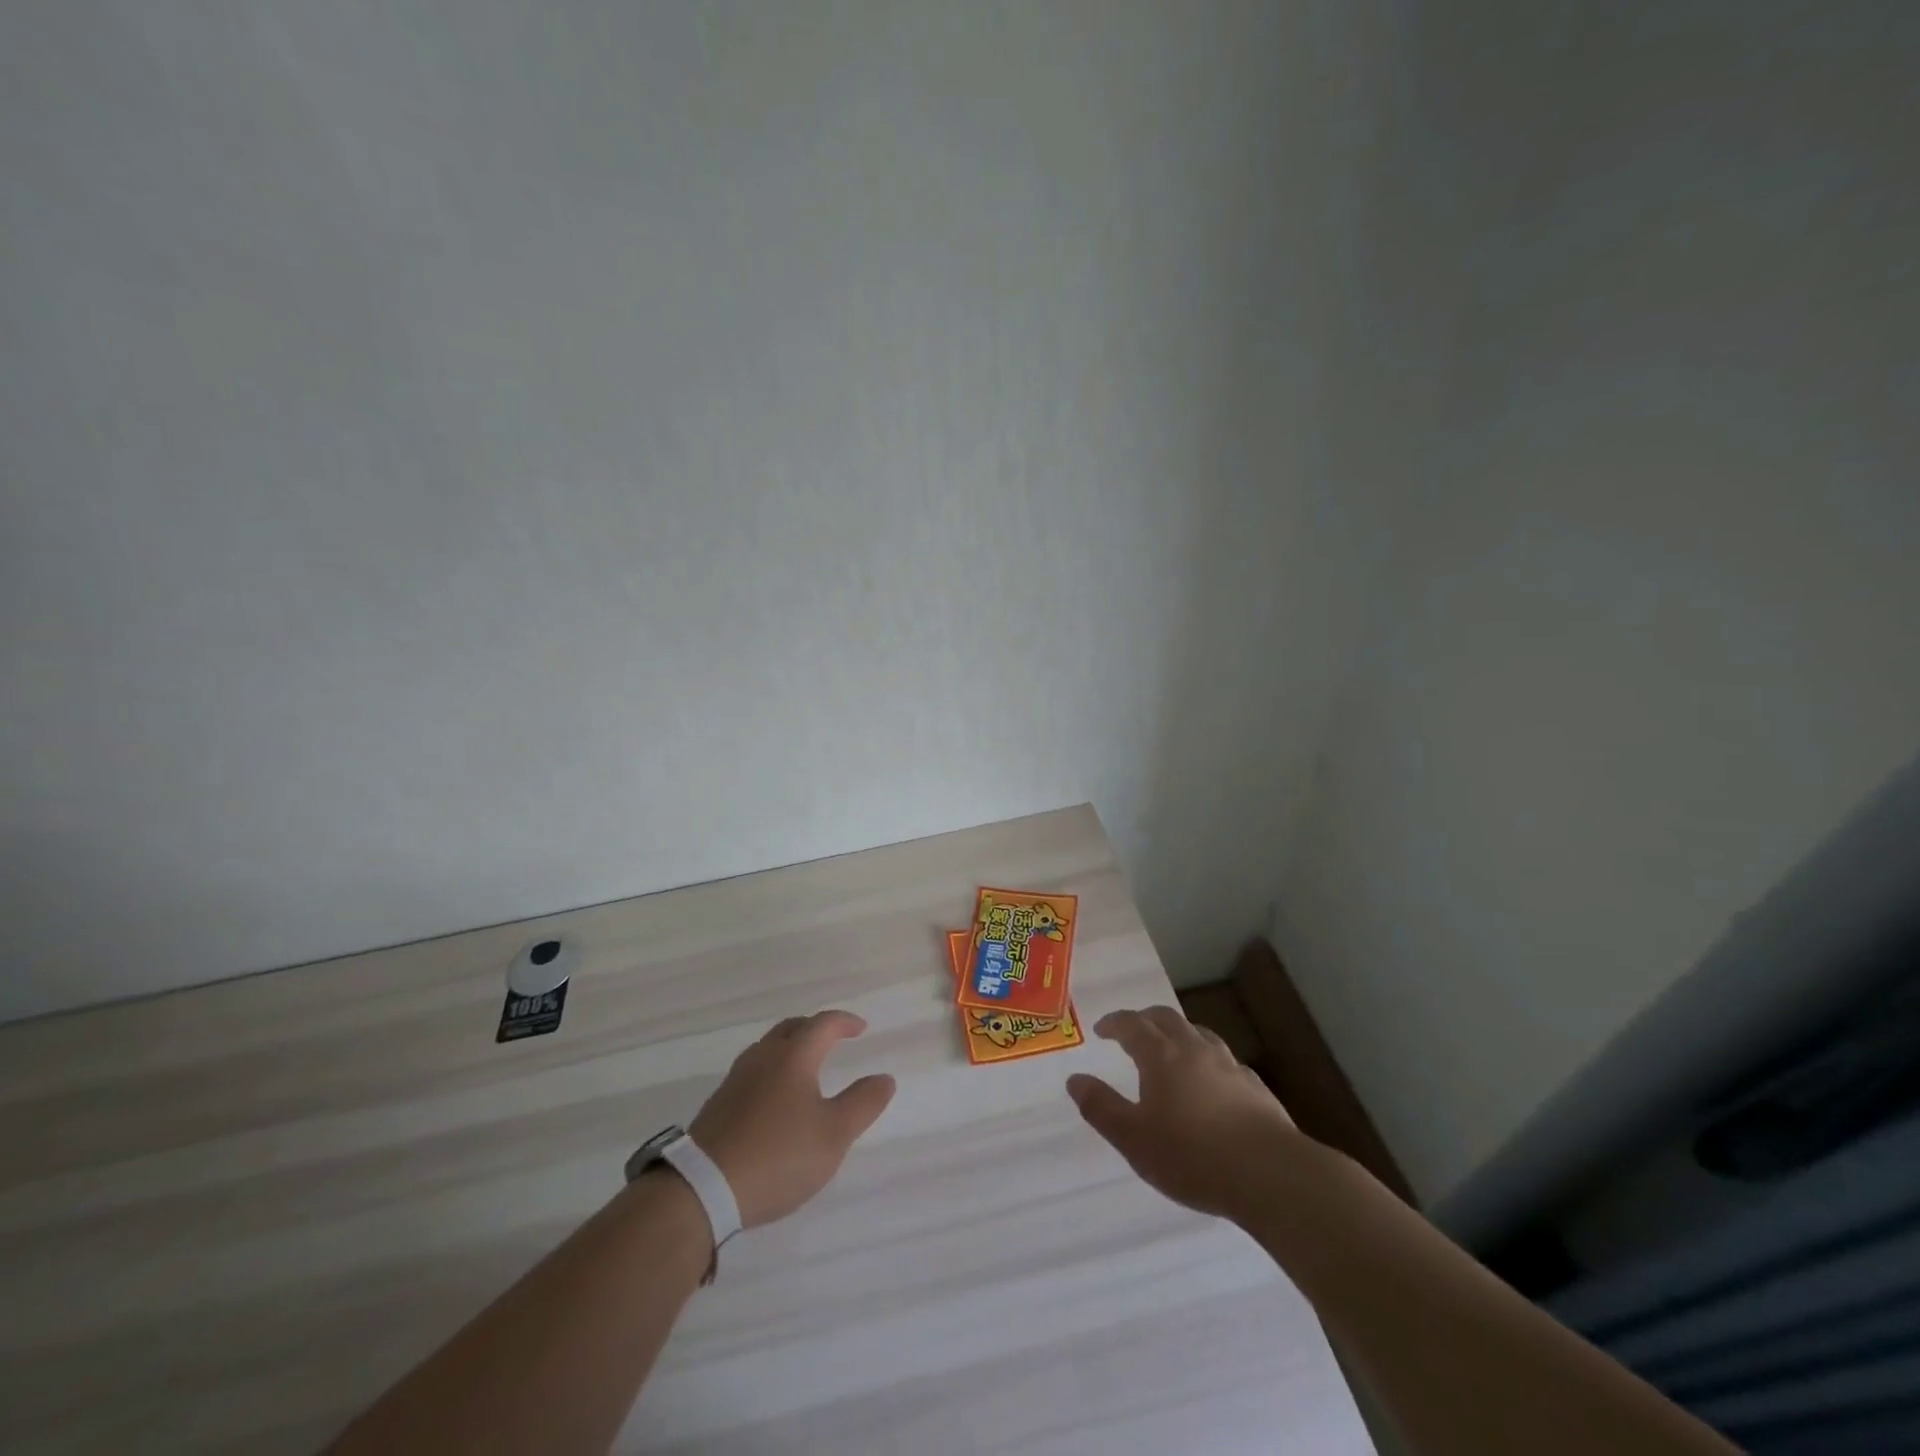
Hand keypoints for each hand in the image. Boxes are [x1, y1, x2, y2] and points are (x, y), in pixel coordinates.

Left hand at [689, 1009, 895, 1227]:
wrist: (702, 1189)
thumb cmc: (778, 1155)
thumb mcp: (834, 1134)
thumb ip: (863, 1103)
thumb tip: (885, 1077)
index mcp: (793, 1056)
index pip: (823, 1024)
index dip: (845, 1022)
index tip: (861, 1029)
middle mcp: (762, 1057)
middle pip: (791, 1028)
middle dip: (815, 1028)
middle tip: (834, 1038)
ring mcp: (736, 1080)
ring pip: (768, 1048)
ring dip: (791, 1048)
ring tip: (807, 1067)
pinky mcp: (719, 1105)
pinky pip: (754, 1072)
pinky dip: (773, 1071)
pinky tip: (776, 1099)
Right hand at [1067, 1005, 1301, 1221]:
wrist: (1271, 1175)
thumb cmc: (1192, 1156)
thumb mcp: (1134, 1140)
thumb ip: (1101, 1108)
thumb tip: (1074, 1079)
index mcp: (1161, 1056)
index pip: (1132, 1025)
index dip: (1114, 1023)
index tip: (1102, 1029)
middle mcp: (1194, 1049)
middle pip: (1166, 1019)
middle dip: (1145, 1020)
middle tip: (1132, 1030)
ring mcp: (1229, 1065)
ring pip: (1199, 1034)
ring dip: (1179, 1034)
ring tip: (1171, 1049)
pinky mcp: (1255, 1087)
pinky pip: (1224, 1061)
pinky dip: (1208, 1060)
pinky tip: (1211, 1082)